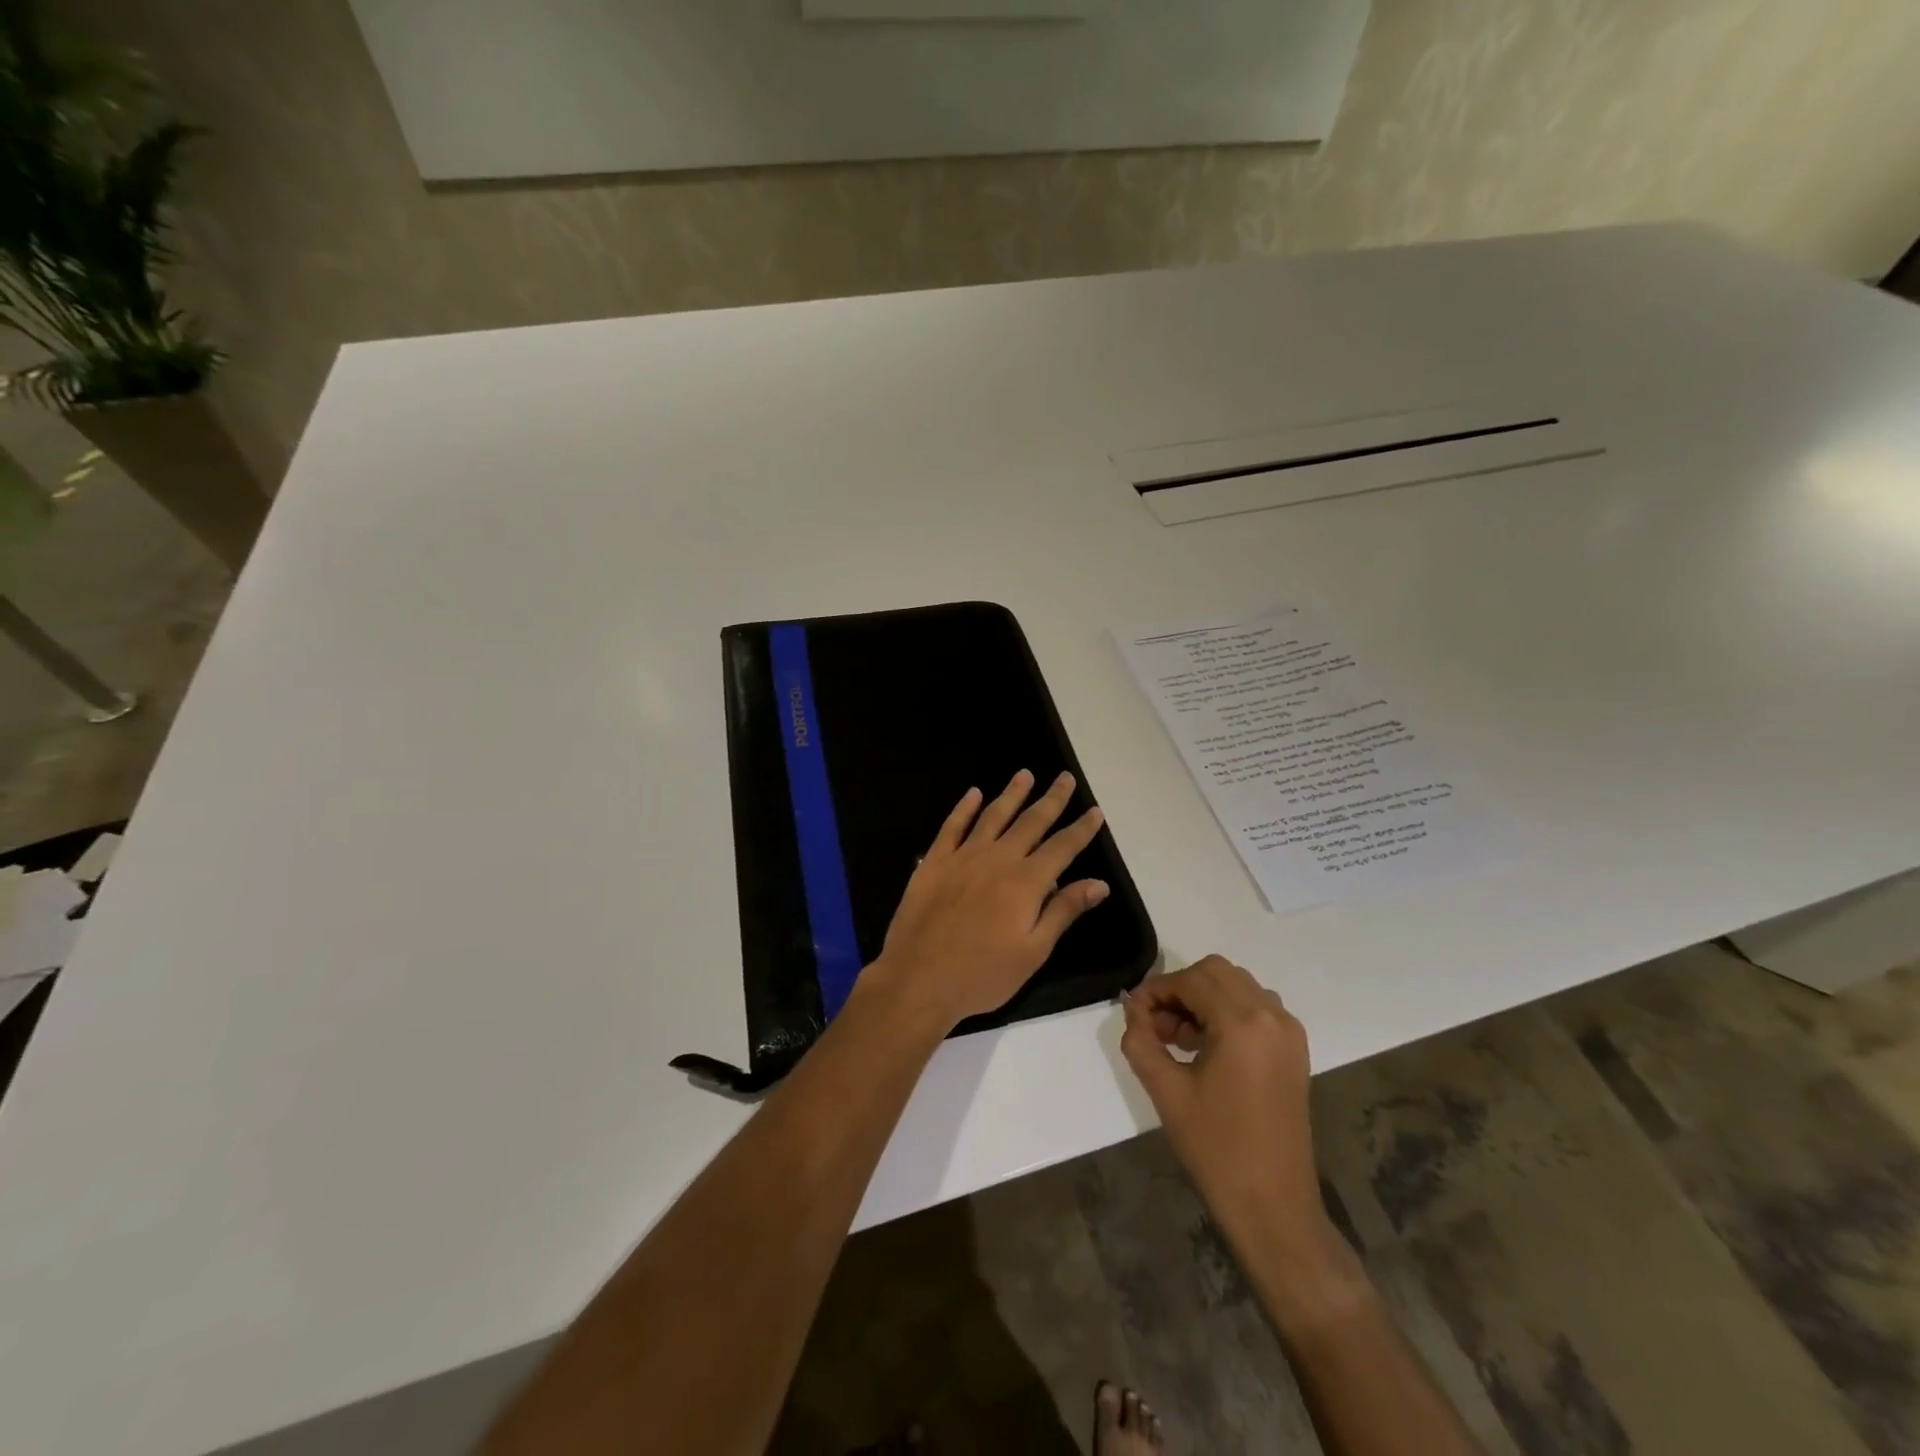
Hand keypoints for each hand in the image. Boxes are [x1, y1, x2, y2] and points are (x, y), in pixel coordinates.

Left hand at [862, 770, 1109, 1033]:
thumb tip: (1099, 883)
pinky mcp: (935, 861)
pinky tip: (973, 793)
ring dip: (1012, 794)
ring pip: (994, 815)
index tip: (1095, 810)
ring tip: (1025, 774)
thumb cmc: (983, 974)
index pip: (1062, 847)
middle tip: (1065, 778)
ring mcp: (963, 856)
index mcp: (1026, 882)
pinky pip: (952, 826)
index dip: (1081, 829)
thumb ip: (1064, 911)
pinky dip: (964, 807)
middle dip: (1052, 799)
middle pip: (1031, 822)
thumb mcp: (1033, 951)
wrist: (919, 978)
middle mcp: (998, 859)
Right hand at [1120, 956, 1332, 1264]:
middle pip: (1217, 972)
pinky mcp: (1295, 1050)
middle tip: (1158, 1025)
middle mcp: (1272, 1016)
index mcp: (1243, 1024)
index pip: (1191, 979)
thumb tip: (1132, 1007)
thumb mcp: (1165, 1090)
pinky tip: (1208, 1047)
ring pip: (1238, 985)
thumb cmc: (1215, 1148)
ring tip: (1181, 1039)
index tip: (1134, 1013)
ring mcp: (1289, 1032)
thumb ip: (1141, 1039)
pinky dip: (1228, 1011)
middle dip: (1181, 989)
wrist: (1273, 1206)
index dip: (1156, 989)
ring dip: (1205, 998)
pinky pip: (1257, 1007)